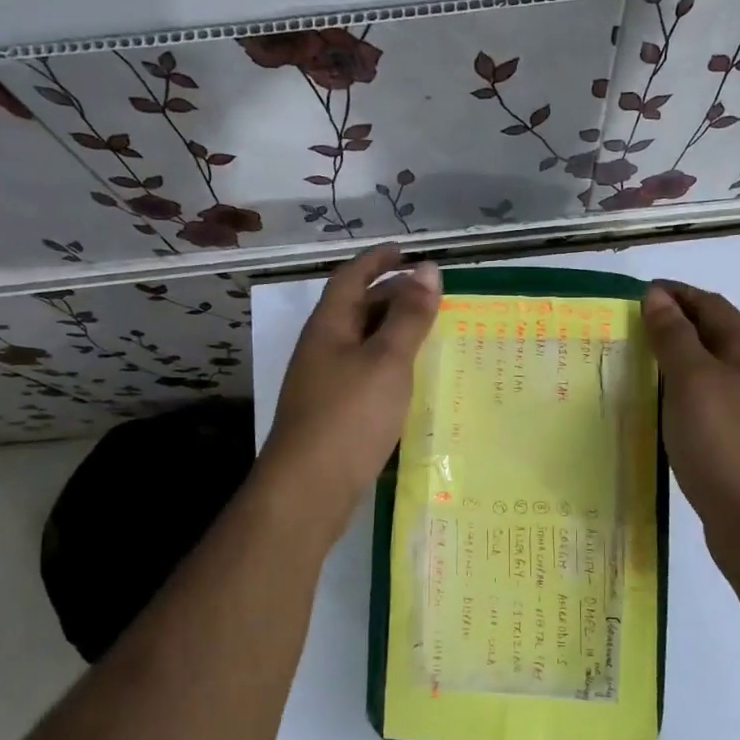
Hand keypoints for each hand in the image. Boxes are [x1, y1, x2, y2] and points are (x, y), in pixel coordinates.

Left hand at [258, 245, 441, 534]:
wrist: (309, 488)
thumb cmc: (349, 415)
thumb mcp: (387, 360)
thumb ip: (409, 316)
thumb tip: (428, 268)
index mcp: (329, 327)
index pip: (351, 278)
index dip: (377, 260)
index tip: (405, 250)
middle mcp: (322, 350)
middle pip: (356, 309)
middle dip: (389, 295)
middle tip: (429, 294)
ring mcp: (325, 384)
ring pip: (362, 344)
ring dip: (392, 332)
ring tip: (428, 332)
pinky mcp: (334, 414)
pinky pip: (365, 374)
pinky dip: (389, 366)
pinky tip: (411, 380)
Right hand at [642, 281, 739, 569]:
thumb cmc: (722, 442)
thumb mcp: (692, 381)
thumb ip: (674, 337)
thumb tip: (658, 296)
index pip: (709, 304)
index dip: (675, 293)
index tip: (636, 294)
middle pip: (710, 334)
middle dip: (672, 323)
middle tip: (628, 327)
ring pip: (705, 369)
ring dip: (672, 359)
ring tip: (633, 362)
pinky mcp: (733, 438)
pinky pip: (701, 400)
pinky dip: (675, 392)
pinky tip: (654, 406)